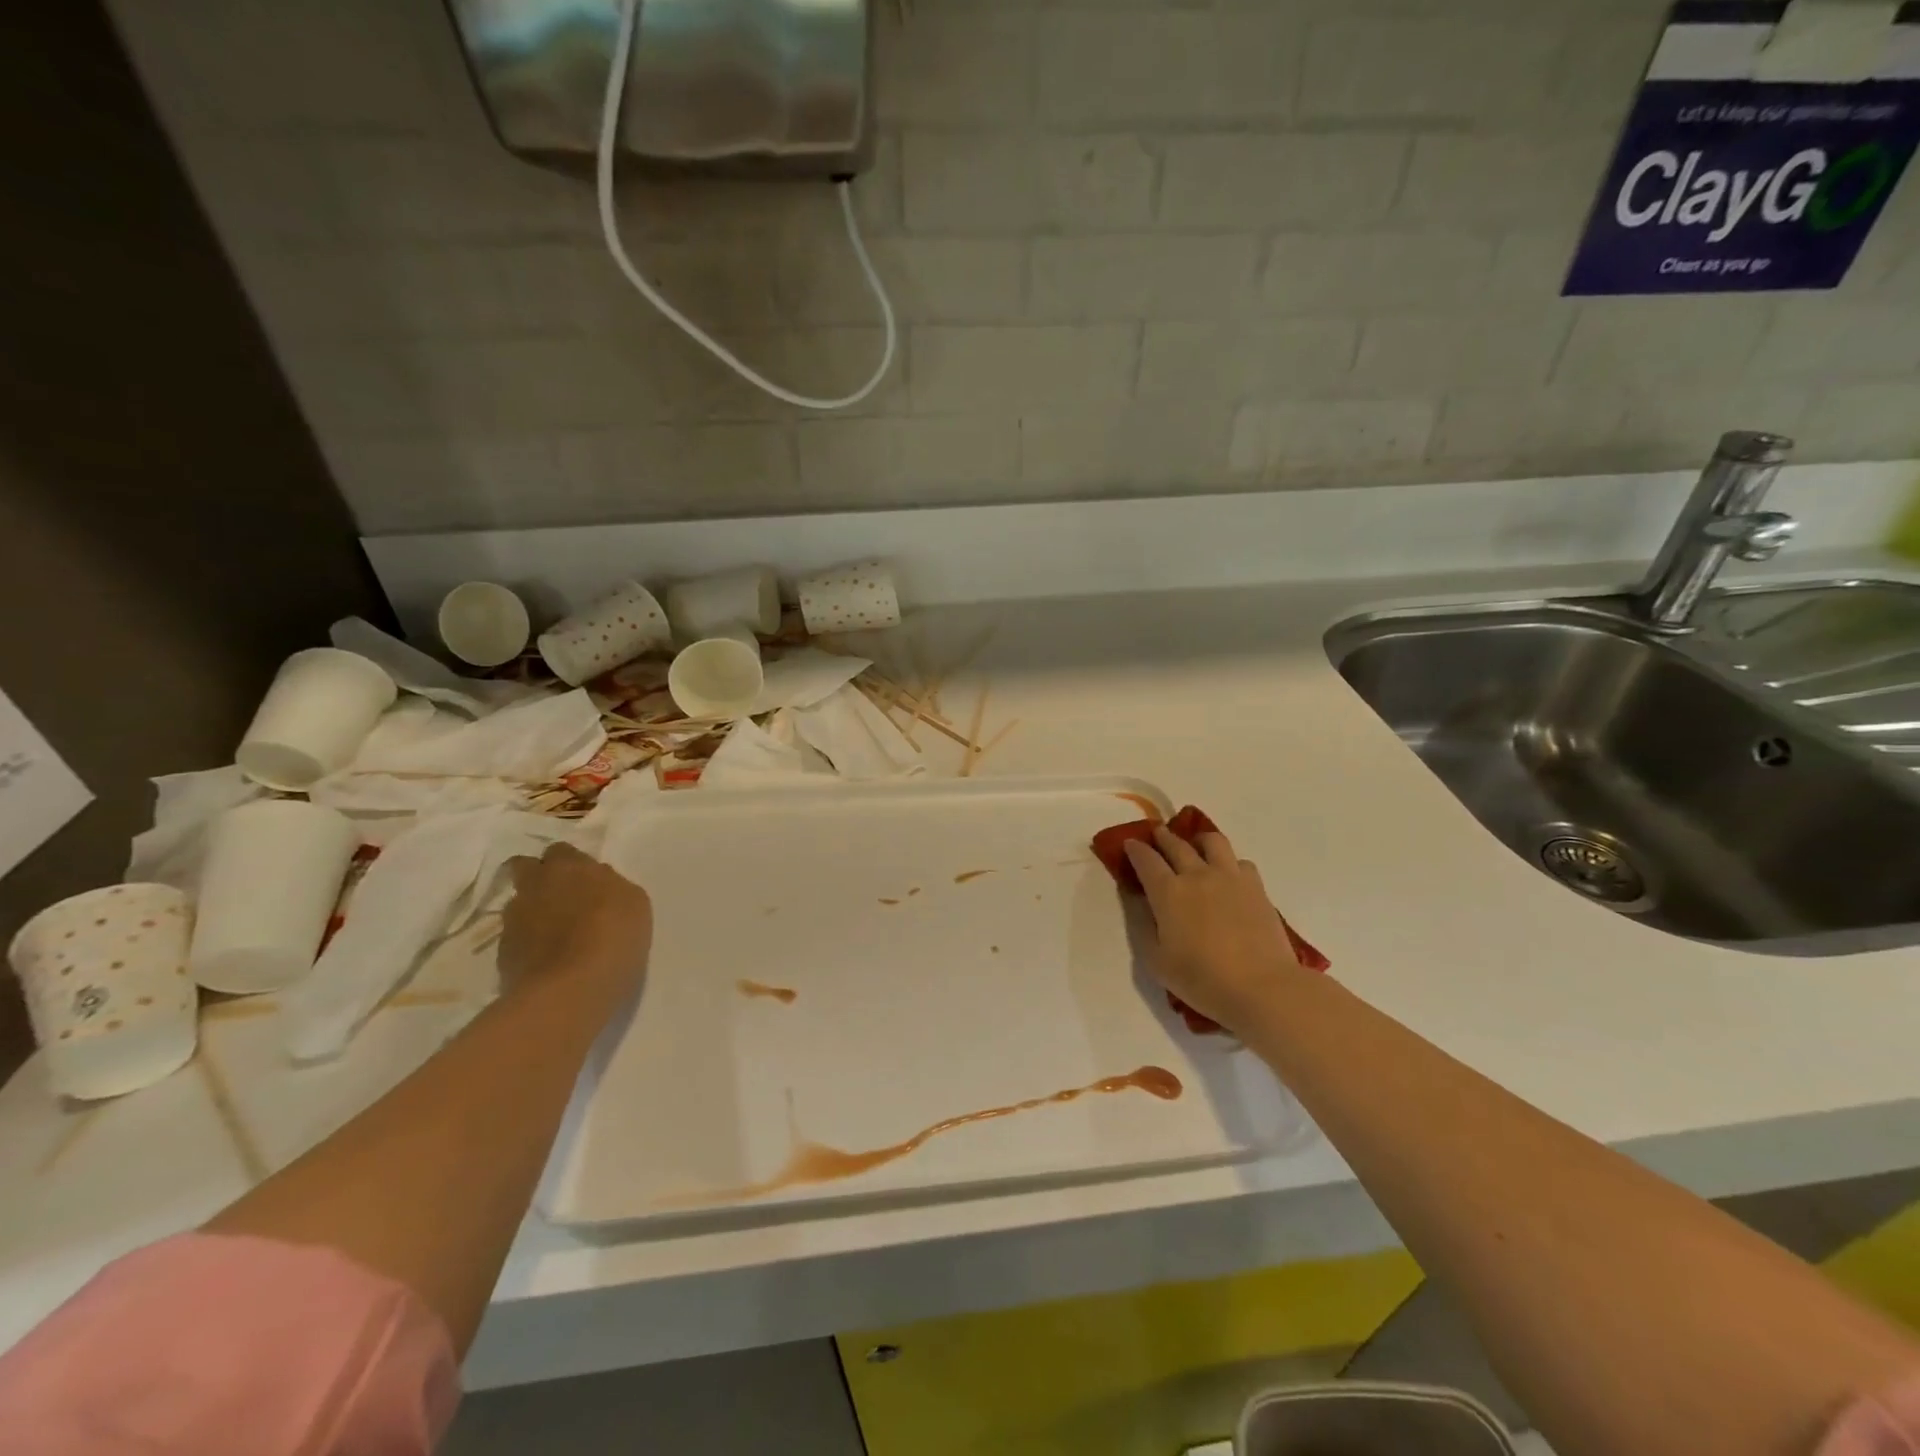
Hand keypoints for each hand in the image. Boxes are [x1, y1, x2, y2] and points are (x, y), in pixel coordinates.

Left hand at [498, 843, 651, 1001]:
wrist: (571, 989)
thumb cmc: (614, 936)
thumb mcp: (633, 901)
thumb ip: (610, 884)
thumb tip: (596, 883)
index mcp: (569, 867)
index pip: (560, 850)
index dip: (570, 863)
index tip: (583, 877)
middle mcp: (535, 885)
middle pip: (525, 867)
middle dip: (539, 876)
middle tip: (560, 895)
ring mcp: (513, 919)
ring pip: (519, 903)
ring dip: (533, 910)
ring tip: (554, 933)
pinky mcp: (502, 952)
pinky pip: (515, 937)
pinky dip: (528, 942)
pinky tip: (546, 958)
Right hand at [1124, 826, 1304, 1032]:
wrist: (1262, 987)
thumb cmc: (1202, 980)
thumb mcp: (1157, 961)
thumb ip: (1143, 927)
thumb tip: (1139, 901)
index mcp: (1168, 892)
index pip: (1146, 860)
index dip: (1135, 849)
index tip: (1130, 843)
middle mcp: (1197, 875)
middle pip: (1176, 844)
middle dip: (1162, 837)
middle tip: (1157, 834)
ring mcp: (1230, 877)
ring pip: (1212, 842)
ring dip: (1198, 840)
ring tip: (1196, 845)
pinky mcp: (1256, 887)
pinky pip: (1240, 862)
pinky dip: (1229, 862)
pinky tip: (1228, 875)